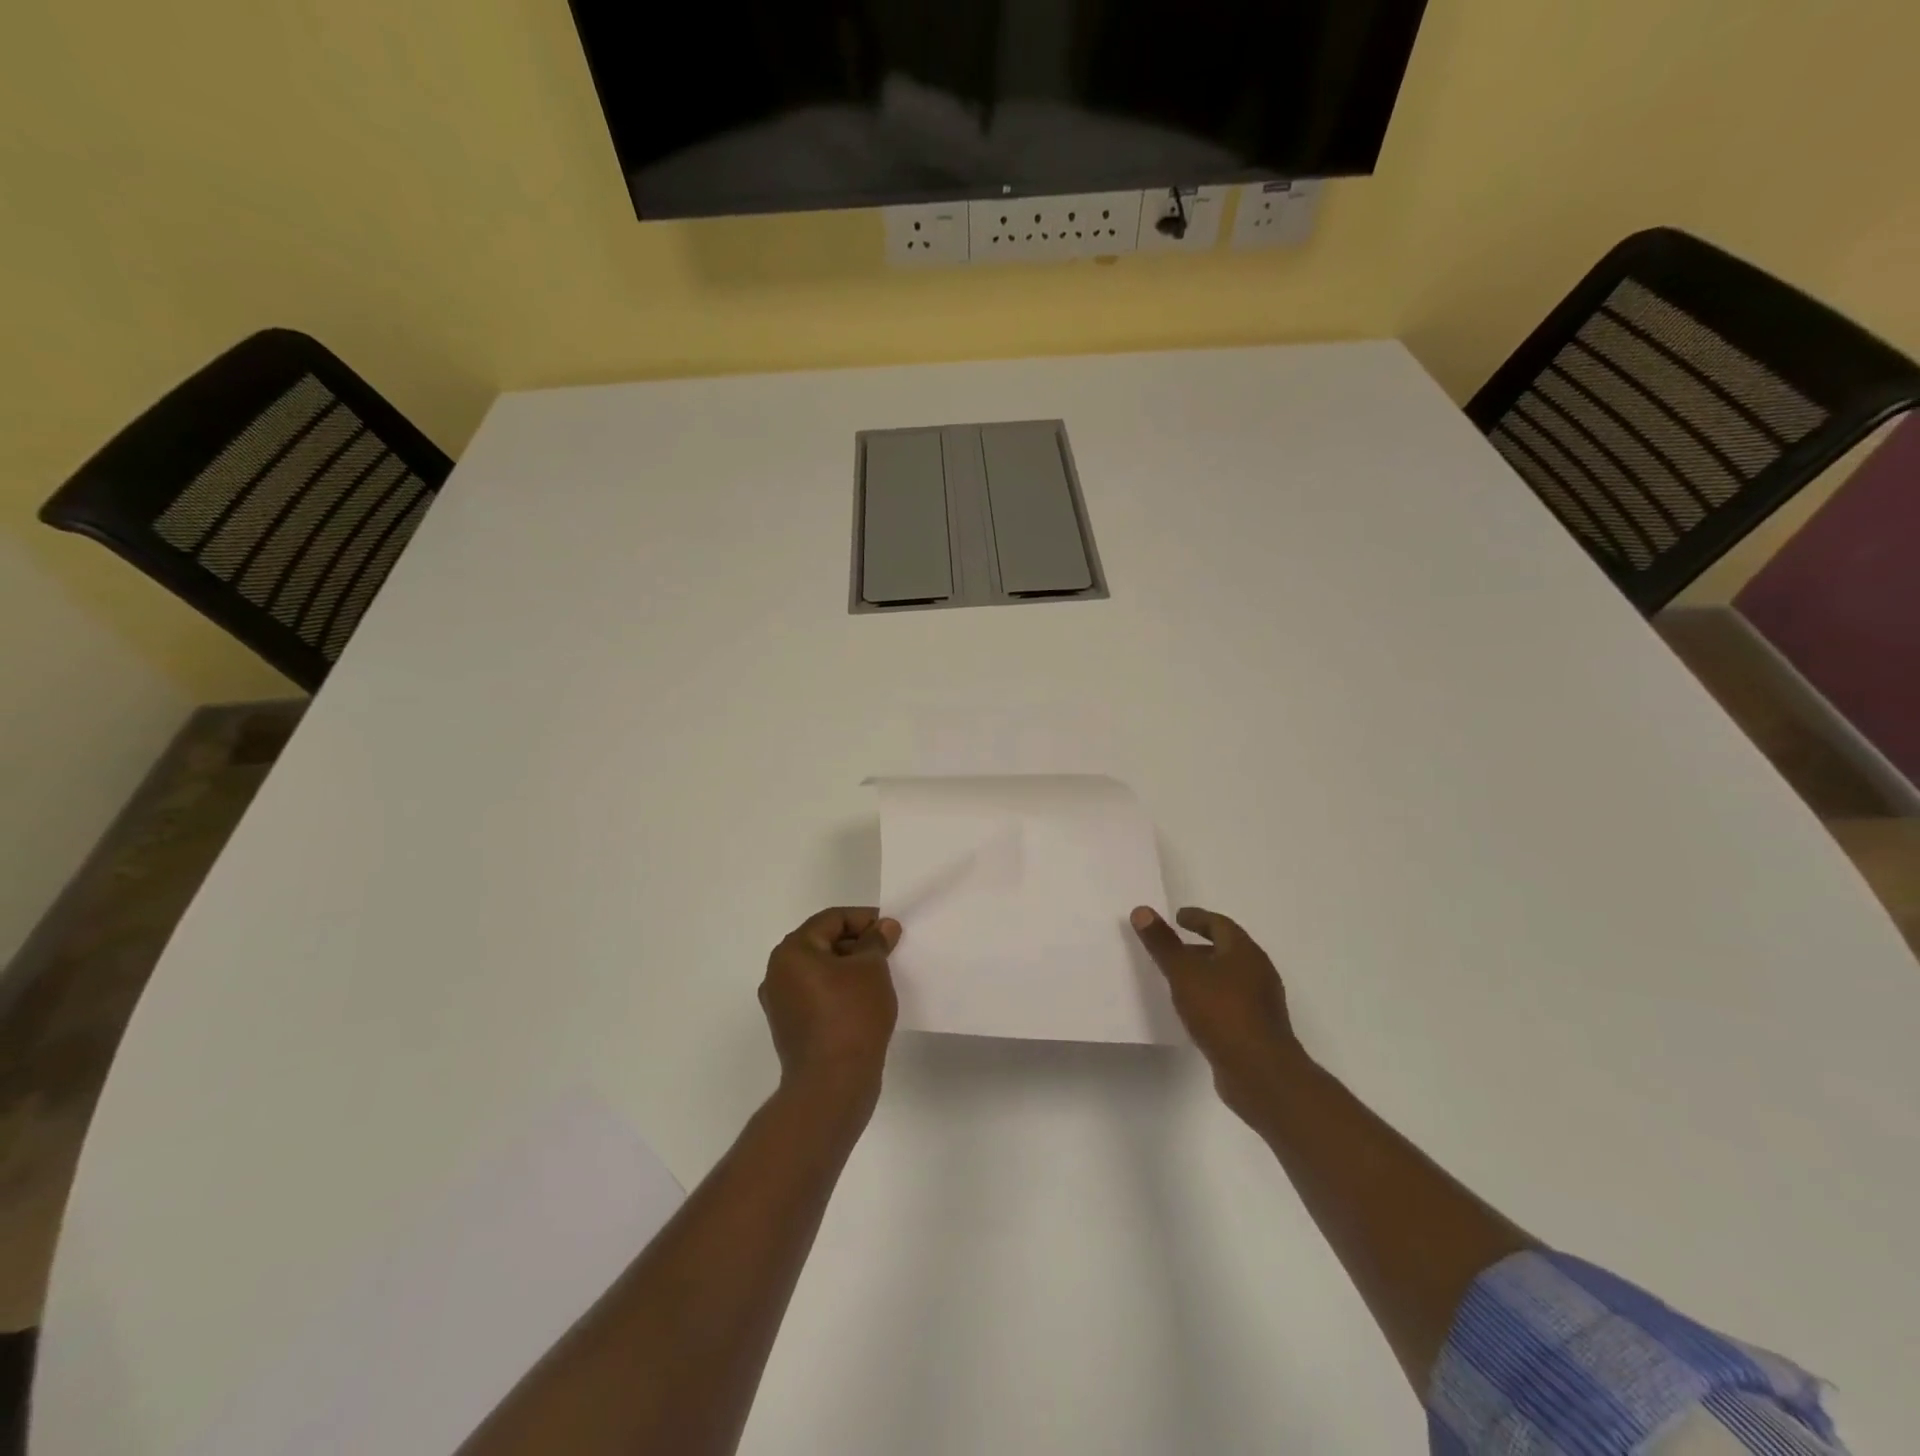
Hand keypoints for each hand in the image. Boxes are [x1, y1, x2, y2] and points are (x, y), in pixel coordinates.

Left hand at [761, 907, 900, 1098]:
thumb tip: (883, 926)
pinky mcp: (790, 1028)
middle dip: (857, 943)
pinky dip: (839, 991)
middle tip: (889, 951)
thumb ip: (876, 941)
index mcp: (792, 951)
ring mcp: (781, 1003)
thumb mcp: (871, 969)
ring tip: (880, 977)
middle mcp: (778, 973)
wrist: (832, 1085)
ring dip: (849, 969)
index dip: (865, 919)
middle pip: (823, 943)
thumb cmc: (851, 1016)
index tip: (892, 929)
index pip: (832, 919)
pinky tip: (864, 1002)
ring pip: (820, 971)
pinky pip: (817, 996)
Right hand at [1131, 906, 1305, 1123]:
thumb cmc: (1221, 1012)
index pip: (1220, 924)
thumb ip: (1162, 943)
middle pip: (1228, 950)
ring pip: (1230, 977)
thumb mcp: (1184, 973)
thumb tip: (1142, 910)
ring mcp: (1261, 1002)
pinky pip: (1231, 1002)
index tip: (1177, 917)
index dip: (1198, 918)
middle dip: (1201, 946)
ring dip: (1206, 973)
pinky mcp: (1258, 1028)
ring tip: (1179, 979)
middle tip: (1174, 947)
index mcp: (1245, 952)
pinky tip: (1195, 1010)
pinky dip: (1212, 997)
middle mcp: (1258, 972)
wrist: (1260, 1073)